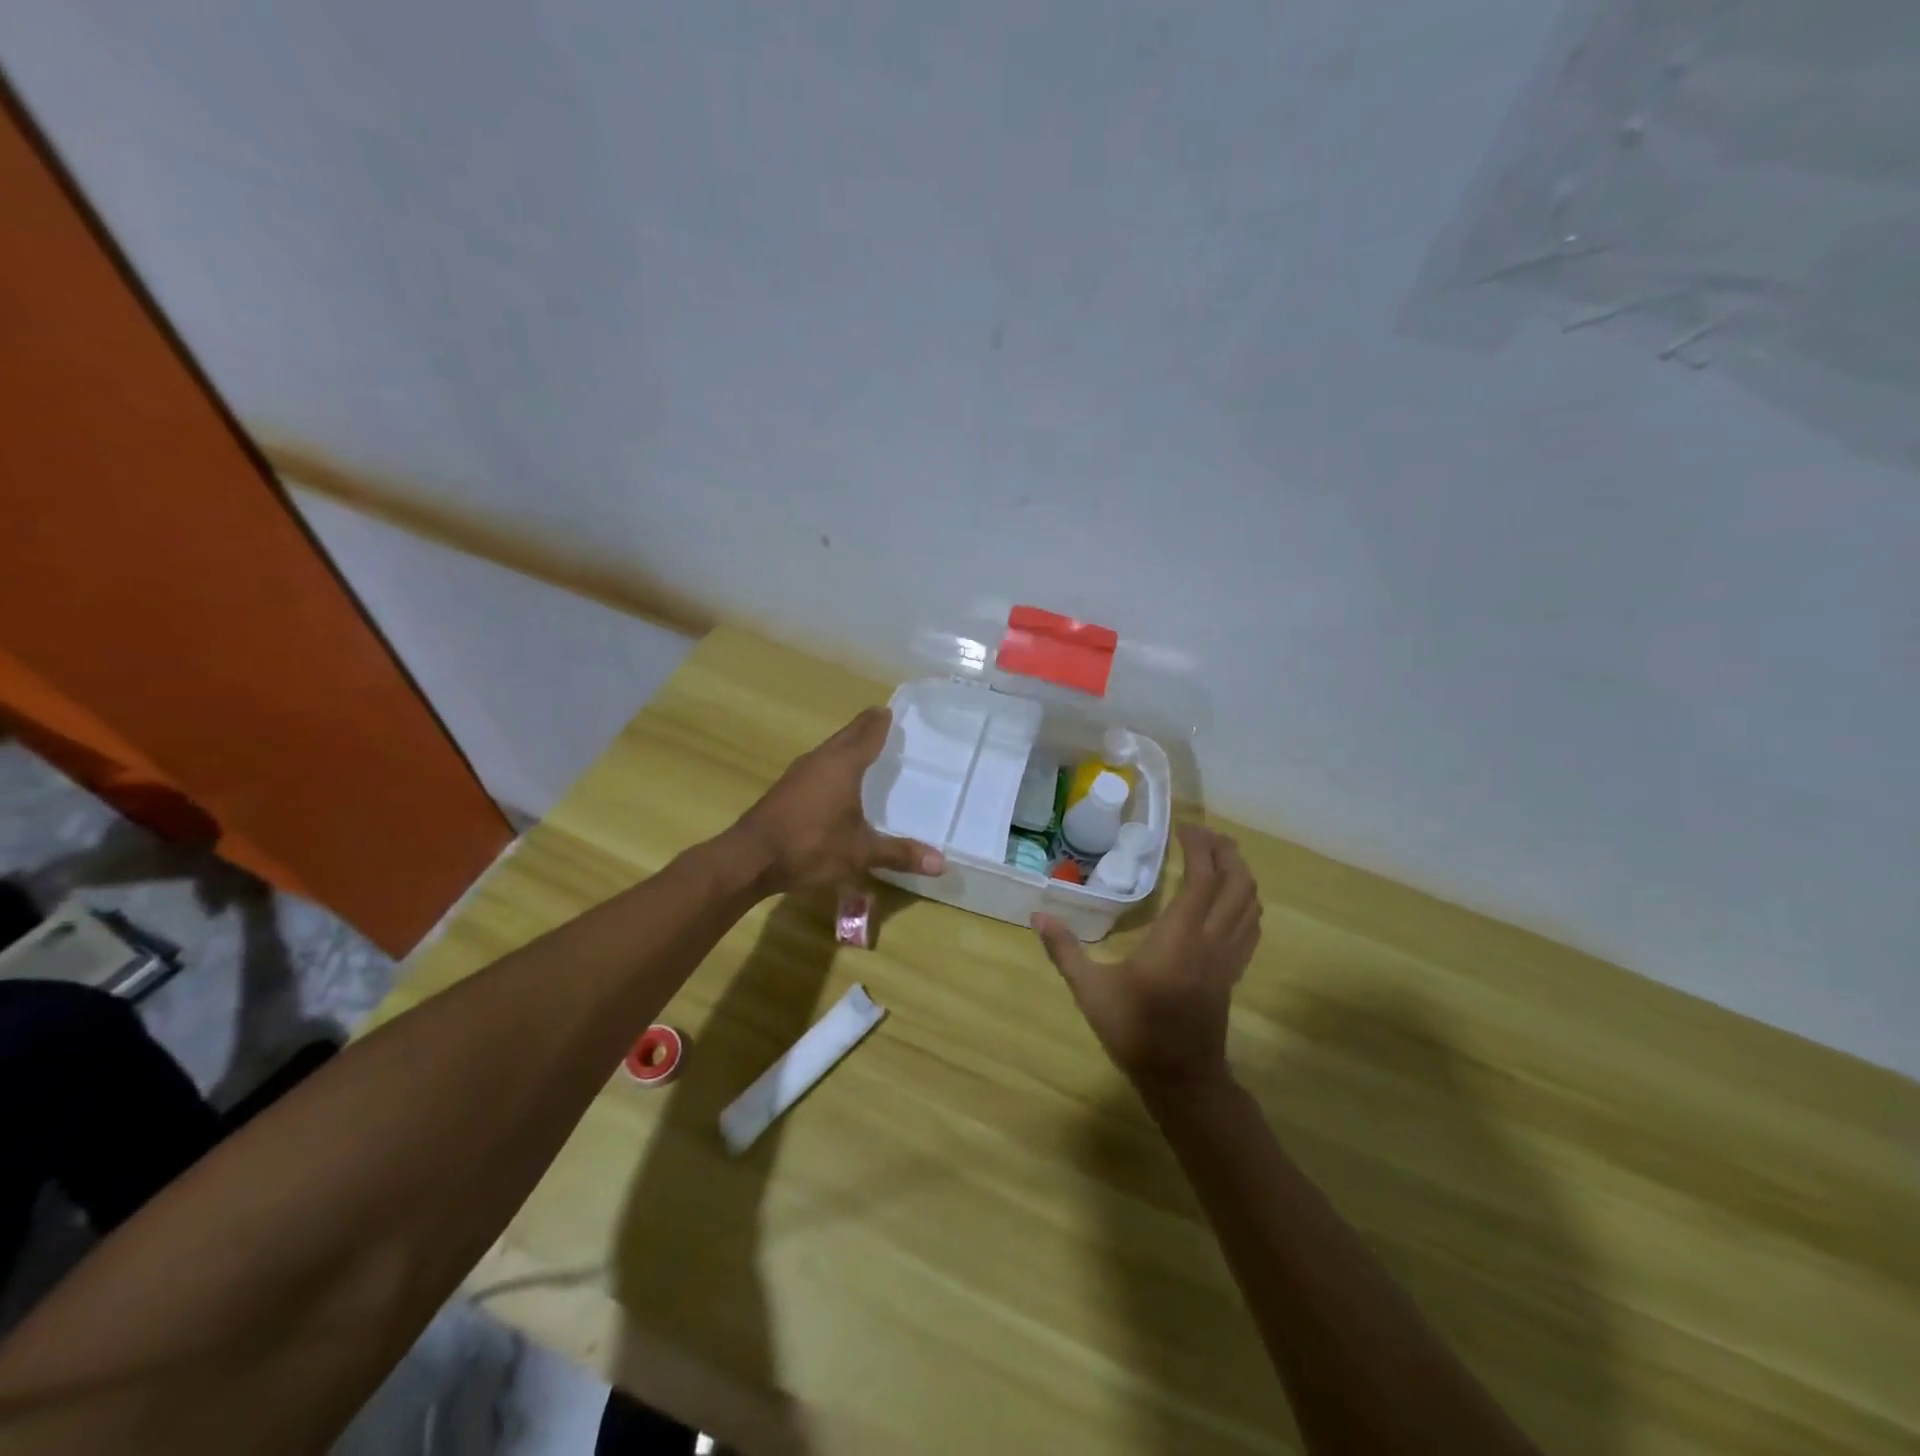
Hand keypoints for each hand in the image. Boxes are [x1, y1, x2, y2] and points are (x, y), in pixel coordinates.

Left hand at [728, 707, 944, 895]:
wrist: (750, 858)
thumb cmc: (810, 846)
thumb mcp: (860, 853)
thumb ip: (899, 854)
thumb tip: (942, 863)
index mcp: (842, 765)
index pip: (867, 734)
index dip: (879, 723)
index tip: (889, 710)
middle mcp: (820, 761)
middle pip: (846, 736)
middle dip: (863, 728)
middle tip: (880, 720)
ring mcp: (798, 774)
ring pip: (828, 750)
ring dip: (844, 745)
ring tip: (861, 747)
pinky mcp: (785, 790)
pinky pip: (816, 767)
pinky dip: (830, 764)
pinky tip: (833, 780)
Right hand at [1034, 825, 1261, 1097]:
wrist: (1181, 1079)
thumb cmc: (1135, 1031)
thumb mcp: (1090, 990)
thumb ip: (1064, 950)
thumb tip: (1037, 916)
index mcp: (1180, 938)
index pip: (1202, 878)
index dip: (1199, 847)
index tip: (1182, 828)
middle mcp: (1211, 940)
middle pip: (1237, 883)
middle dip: (1225, 852)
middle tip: (1202, 834)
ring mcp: (1228, 957)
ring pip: (1250, 903)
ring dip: (1239, 873)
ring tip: (1217, 857)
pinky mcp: (1233, 972)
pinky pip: (1251, 926)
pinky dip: (1244, 901)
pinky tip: (1228, 899)